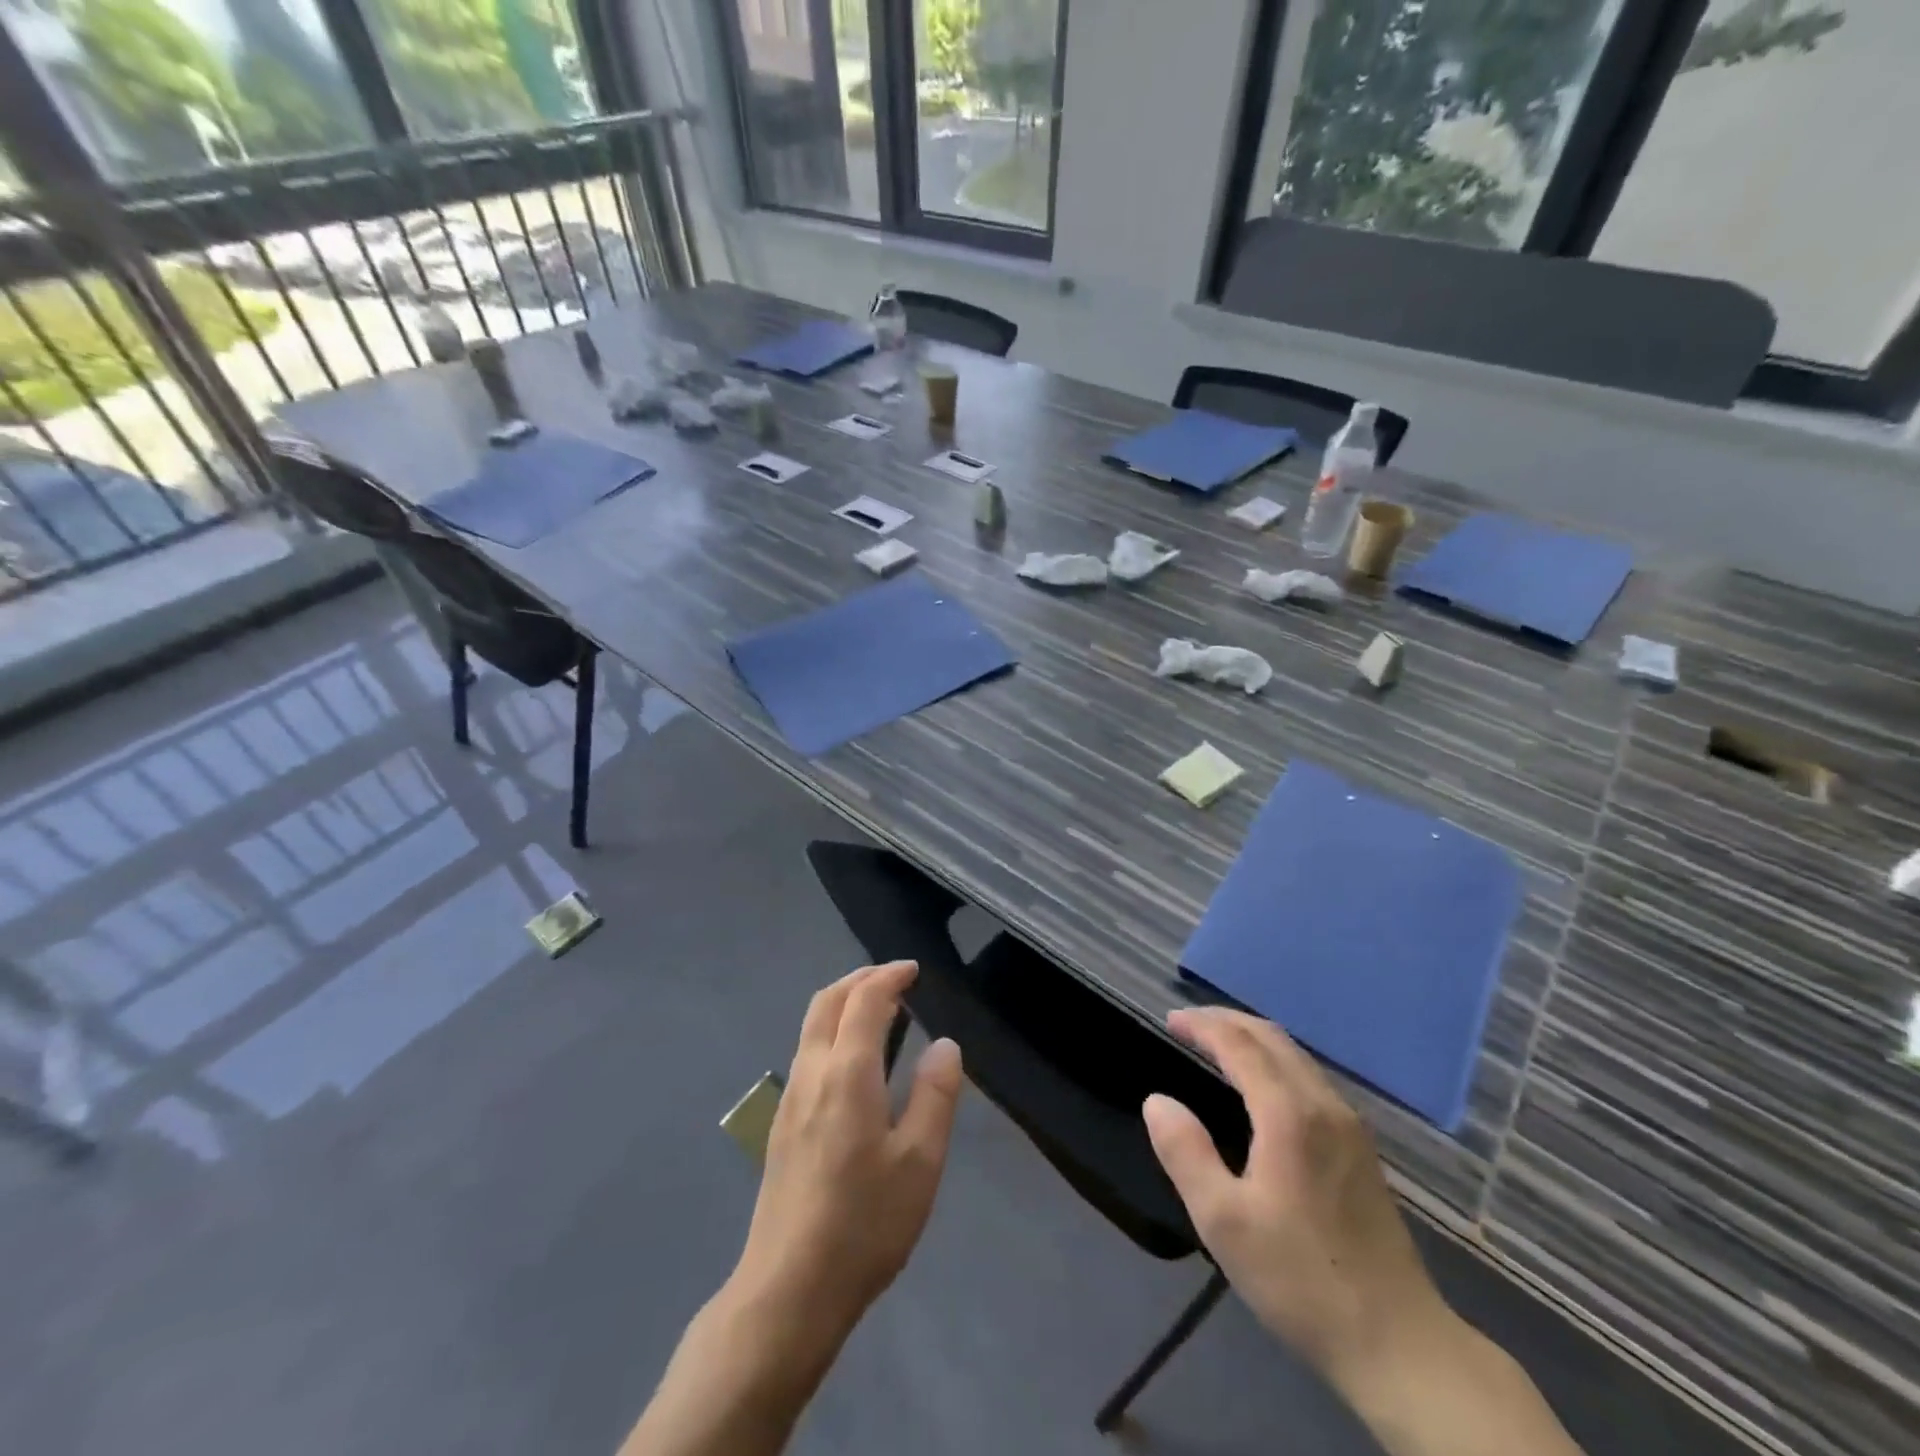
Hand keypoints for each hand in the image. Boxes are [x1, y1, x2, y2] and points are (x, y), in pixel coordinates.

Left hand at [732, 961, 963, 1345]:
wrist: (788, 1290)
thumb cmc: (864, 1224)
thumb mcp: (920, 1162)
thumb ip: (935, 1095)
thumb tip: (944, 1044)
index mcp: (847, 1073)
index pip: (864, 1000)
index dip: (889, 976)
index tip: (914, 970)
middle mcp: (811, 1073)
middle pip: (826, 1001)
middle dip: (859, 978)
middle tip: (894, 978)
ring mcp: (789, 1098)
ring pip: (811, 1025)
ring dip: (842, 1002)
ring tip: (878, 1011)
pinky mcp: (781, 1124)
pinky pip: (807, 1052)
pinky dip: (831, 1031)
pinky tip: (854, 1061)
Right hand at [1142, 1008, 1450, 1393]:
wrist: (1400, 1345)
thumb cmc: (1300, 1279)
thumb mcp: (1223, 1221)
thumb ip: (1185, 1152)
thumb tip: (1157, 1102)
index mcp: (1289, 1114)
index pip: (1239, 1044)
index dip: (1202, 1025)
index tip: (1169, 1020)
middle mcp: (1324, 1105)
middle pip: (1272, 1038)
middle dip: (1226, 1020)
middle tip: (1187, 1023)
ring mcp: (1350, 1126)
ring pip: (1296, 1056)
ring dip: (1252, 1038)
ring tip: (1216, 1044)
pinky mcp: (1362, 1149)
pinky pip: (1310, 1078)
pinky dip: (1275, 1060)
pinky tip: (1261, 1084)